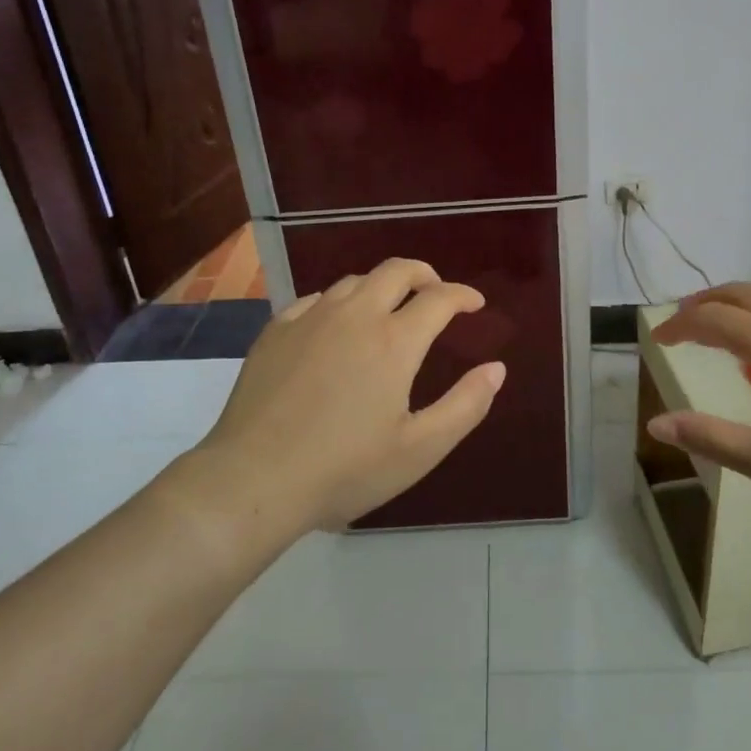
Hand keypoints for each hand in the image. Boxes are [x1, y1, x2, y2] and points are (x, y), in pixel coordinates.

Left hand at [193, 258, 505, 532]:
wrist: (253, 479)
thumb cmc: (344, 470)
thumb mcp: (419, 450)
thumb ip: (465, 405)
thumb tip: (497, 368)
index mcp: (394, 341)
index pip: (439, 298)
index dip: (463, 295)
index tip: (474, 304)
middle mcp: (354, 315)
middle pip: (396, 271)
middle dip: (424, 274)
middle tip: (436, 293)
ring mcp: (310, 318)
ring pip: (354, 281)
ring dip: (381, 287)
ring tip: (389, 309)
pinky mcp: (276, 330)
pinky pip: (316, 299)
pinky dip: (339, 302)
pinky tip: (335, 325)